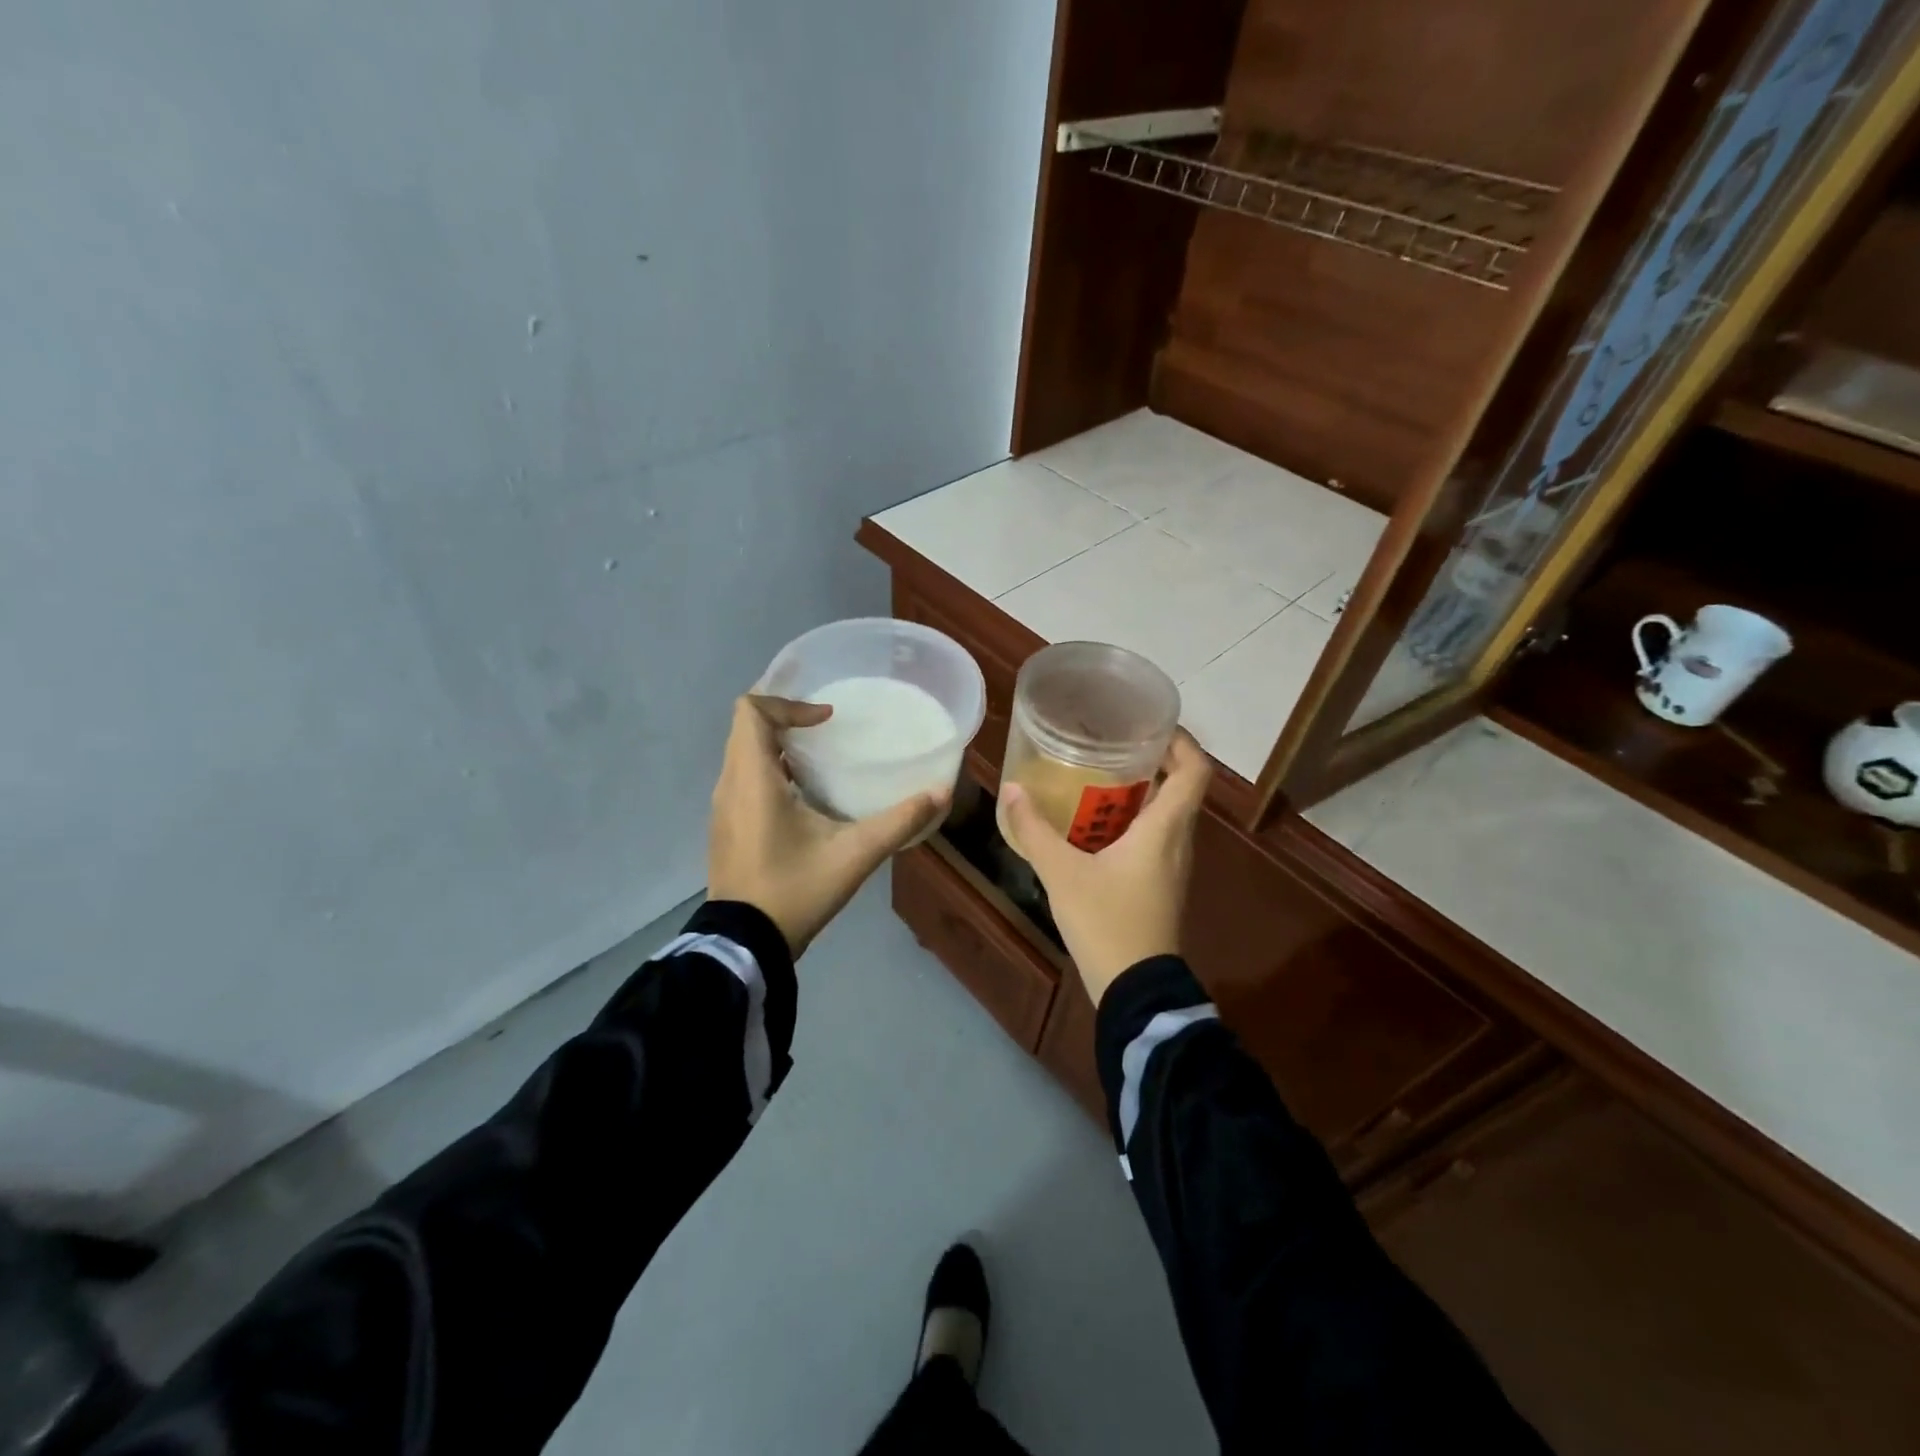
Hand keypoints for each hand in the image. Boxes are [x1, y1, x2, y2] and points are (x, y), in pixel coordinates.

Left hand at [708, 695, 949, 956]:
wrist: (745, 944)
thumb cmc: (795, 890)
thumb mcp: (855, 854)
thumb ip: (900, 821)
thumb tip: (941, 793)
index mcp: (753, 780)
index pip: (750, 712)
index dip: (788, 704)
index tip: (826, 720)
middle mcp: (729, 786)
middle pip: (745, 729)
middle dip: (785, 720)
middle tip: (827, 730)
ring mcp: (722, 809)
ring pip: (742, 755)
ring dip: (776, 747)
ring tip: (819, 760)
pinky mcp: (725, 828)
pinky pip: (742, 781)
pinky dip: (769, 772)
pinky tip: (803, 800)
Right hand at [999, 731, 1210, 1005]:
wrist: (1135, 988)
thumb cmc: (1107, 922)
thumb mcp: (1062, 874)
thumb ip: (1034, 831)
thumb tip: (1011, 790)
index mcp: (1165, 828)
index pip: (1195, 770)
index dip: (1181, 740)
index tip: (1151, 723)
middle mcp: (1178, 840)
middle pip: (1181, 786)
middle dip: (1153, 759)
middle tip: (1112, 742)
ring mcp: (1173, 865)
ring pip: (1168, 813)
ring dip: (1142, 790)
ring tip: (1100, 774)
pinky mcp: (1162, 884)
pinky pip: (1156, 836)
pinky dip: (1134, 819)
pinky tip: (1096, 824)